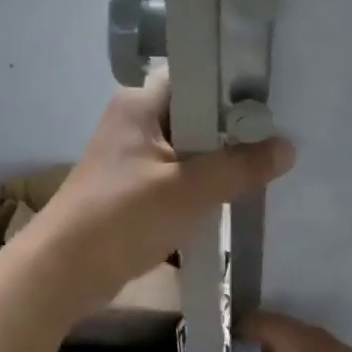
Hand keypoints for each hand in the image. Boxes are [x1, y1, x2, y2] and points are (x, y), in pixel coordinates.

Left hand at [30, 75, 294, 306]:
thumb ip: (240, 167)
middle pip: (196, 116)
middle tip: (278, 138)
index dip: (233, 88)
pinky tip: (234, 197)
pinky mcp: (132, 189)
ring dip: (219, 163)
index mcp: (140, 104)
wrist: (63, 272)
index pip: (196, 78)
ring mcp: (132, 157)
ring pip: (189, 150)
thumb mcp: (189, 189)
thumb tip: (288, 147)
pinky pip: (178, 177)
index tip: (273, 104)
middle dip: (233, 131)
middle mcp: (134, 122)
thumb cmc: (123, 216)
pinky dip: (201, 186)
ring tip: (266, 166)